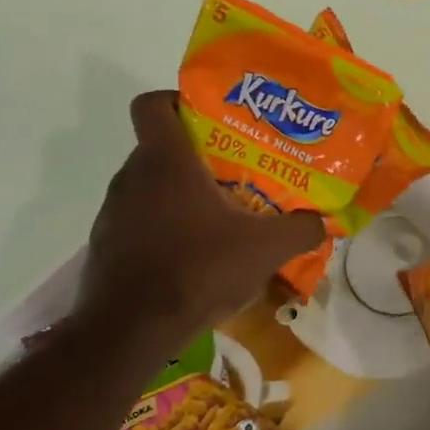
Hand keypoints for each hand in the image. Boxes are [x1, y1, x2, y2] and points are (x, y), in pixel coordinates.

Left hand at [80, 91, 324, 340]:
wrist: (132, 329)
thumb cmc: (198, 269)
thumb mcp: (266, 249)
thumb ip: (301, 229)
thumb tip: (323, 222)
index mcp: (165, 161)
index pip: (152, 103)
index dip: (177, 100)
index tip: (209, 118)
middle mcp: (131, 177)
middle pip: (159, 148)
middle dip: (195, 156)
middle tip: (234, 173)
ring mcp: (113, 213)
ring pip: (149, 187)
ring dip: (179, 196)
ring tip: (218, 218)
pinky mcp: (106, 246)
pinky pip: (139, 222)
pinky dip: (163, 229)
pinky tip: (192, 256)